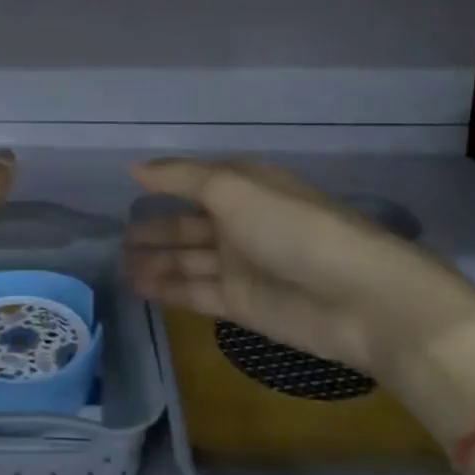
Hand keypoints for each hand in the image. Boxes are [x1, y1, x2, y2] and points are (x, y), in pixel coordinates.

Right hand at [122, 157, 420, 374]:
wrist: (359, 297)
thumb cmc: (292, 227)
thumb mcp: (234, 188)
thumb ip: (182, 178)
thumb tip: (135, 169)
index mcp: (244, 186)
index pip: (195, 182)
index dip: (163, 185)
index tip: (127, 190)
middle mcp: (240, 222)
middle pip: (188, 224)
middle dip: (155, 230)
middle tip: (116, 238)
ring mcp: (241, 265)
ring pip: (188, 260)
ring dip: (155, 261)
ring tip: (118, 266)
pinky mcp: (243, 305)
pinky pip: (196, 291)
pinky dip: (168, 288)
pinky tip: (138, 286)